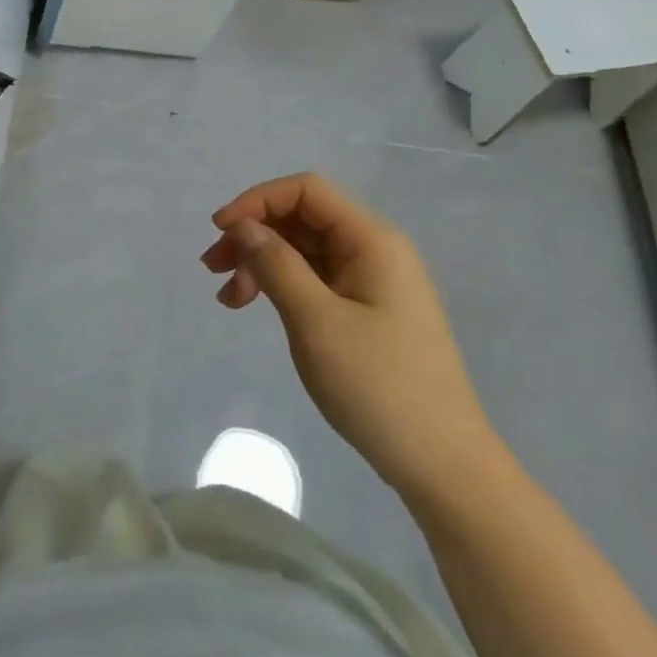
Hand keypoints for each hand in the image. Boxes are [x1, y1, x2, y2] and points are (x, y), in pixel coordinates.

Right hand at [203, 172, 504, 503]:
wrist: (443, 465)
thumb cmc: (379, 387)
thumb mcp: (317, 322)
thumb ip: (277, 265)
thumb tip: (243, 226)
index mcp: (372, 241)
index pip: (307, 191)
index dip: (258, 200)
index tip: (221, 231)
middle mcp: (374, 250)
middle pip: (302, 218)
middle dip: (254, 234)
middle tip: (213, 268)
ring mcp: (371, 282)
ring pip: (304, 250)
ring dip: (261, 262)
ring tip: (228, 298)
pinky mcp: (366, 310)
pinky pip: (315, 279)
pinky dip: (280, 286)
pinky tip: (255, 307)